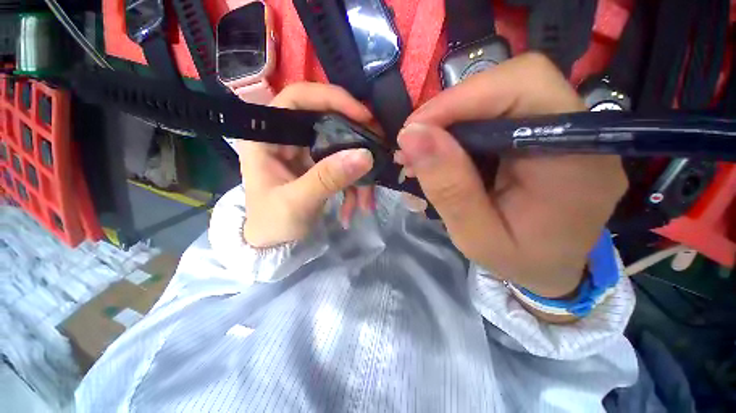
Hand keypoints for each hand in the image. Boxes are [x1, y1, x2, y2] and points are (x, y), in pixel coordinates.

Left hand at [238, 83, 375, 247]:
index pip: (298, 98)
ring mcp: (307, 153)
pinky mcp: (320, 168)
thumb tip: (364, 155)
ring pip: (342, 148)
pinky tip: (355, 207)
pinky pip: (344, 167)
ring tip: (366, 201)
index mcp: (267, 137)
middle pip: (329, 121)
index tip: (363, 116)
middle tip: (379, 153)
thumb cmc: (272, 224)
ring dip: (358, 174)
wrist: (274, 245)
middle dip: (357, 139)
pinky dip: (354, 186)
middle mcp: (288, 138)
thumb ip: (328, 178)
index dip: (331, 98)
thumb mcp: (297, 202)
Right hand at [397, 53, 627, 297]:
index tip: (414, 130)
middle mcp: (578, 133)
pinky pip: (497, 116)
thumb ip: (448, 188)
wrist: (552, 269)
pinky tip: (440, 155)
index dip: (462, 98)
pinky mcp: (543, 134)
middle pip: (511, 84)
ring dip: (450, 123)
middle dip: (450, 111)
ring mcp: (563, 130)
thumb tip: (412, 137)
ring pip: (498, 97)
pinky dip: (459, 131)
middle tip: (413, 144)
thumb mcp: (476, 237)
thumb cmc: (520, 262)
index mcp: (576, 161)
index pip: (524, 87)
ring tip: (420, 156)